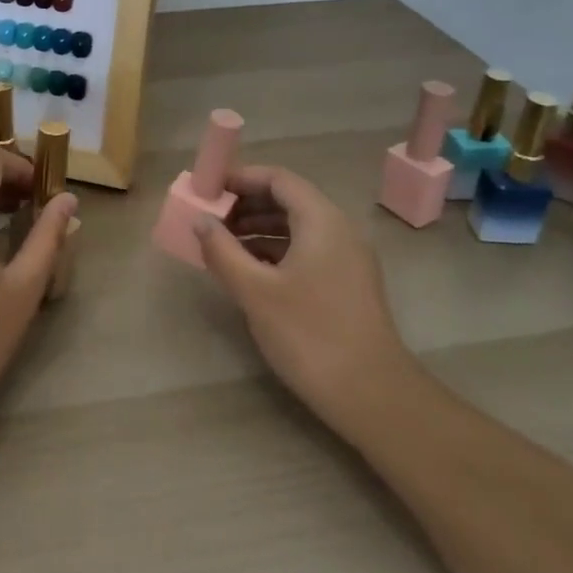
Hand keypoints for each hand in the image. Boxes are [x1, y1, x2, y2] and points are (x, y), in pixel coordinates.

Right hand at [194, 165, 420, 440]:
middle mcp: (339, 231)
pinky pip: (306, 251)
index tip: (208, 188)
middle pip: (289, 200)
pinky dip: (275, 251)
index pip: (279, 179)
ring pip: (297, 227)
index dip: (241, 178)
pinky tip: (249, 270)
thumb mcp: (255, 291)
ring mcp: (347, 259)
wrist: (372, 395)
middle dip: (246, 204)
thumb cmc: (309, 334)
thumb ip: (222, 251)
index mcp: (321, 221)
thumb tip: (200, 221)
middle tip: (210, 217)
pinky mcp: (347, 285)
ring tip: (221, 244)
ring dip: (258, 228)